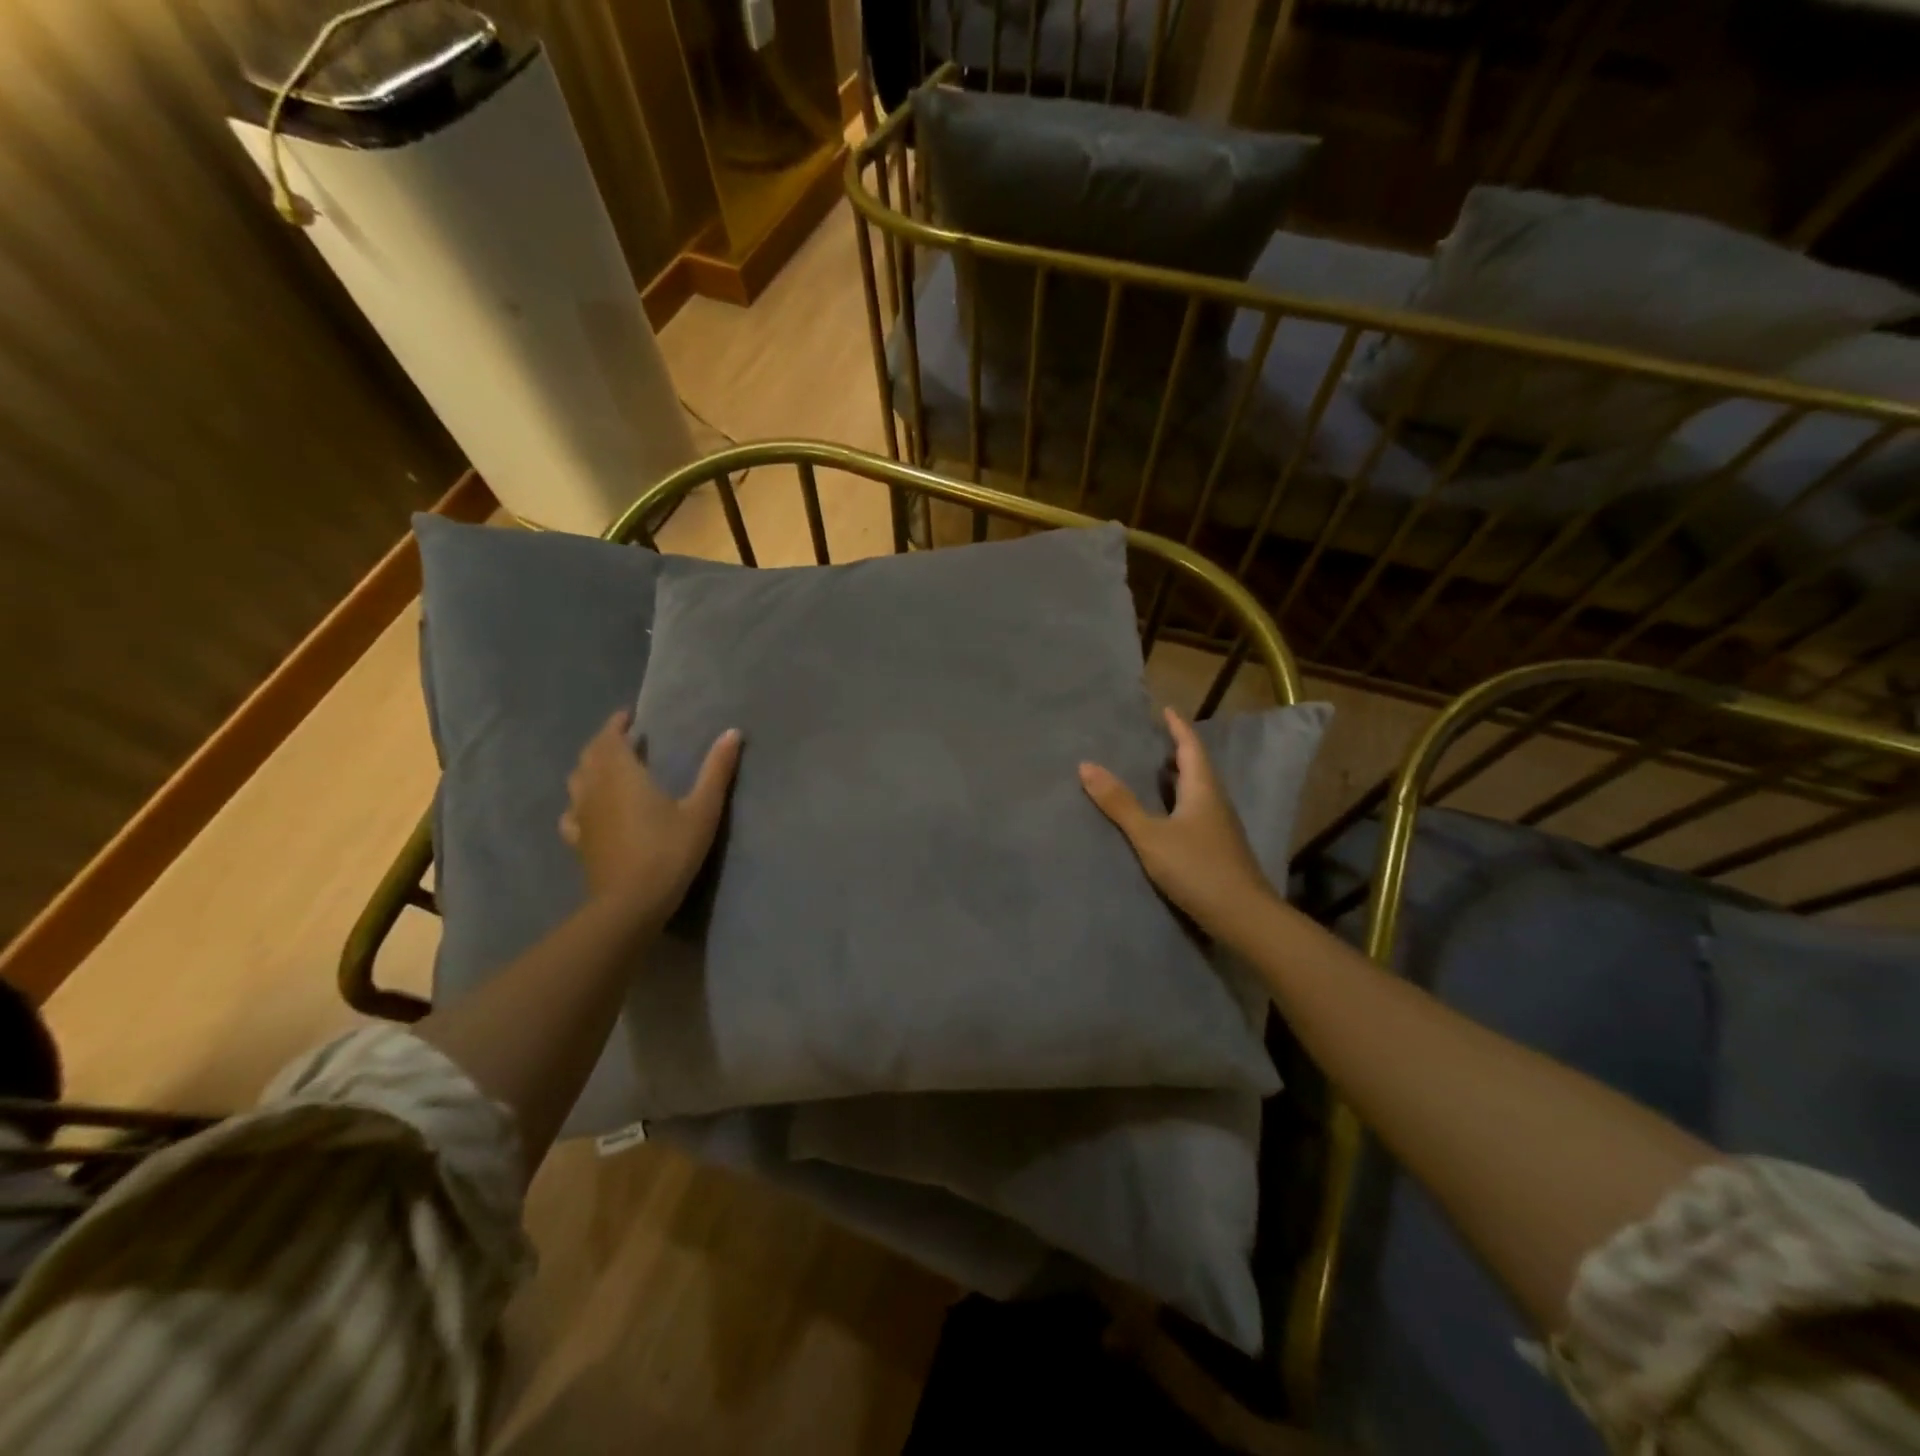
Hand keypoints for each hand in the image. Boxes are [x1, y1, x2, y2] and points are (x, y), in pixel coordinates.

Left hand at [559, 711, 740, 932]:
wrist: (630, 904)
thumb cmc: (668, 851)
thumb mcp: (702, 810)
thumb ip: (716, 771)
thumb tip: (733, 733)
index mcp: (622, 774)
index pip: (609, 738)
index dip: (617, 724)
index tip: (629, 716)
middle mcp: (594, 789)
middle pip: (589, 756)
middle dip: (604, 742)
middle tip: (624, 738)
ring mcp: (581, 816)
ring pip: (576, 781)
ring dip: (590, 767)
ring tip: (608, 768)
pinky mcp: (578, 842)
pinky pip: (572, 812)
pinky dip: (580, 801)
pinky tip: (590, 810)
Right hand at [1079, 706, 1274, 939]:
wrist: (1243, 916)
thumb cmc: (1197, 868)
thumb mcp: (1150, 835)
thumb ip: (1119, 803)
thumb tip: (1086, 765)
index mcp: (1202, 789)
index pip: (1190, 747)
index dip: (1177, 727)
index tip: (1165, 710)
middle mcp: (1215, 802)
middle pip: (1197, 768)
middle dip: (1177, 751)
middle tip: (1154, 739)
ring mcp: (1220, 827)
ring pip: (1198, 792)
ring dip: (1178, 778)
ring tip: (1155, 772)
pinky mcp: (1218, 849)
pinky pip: (1196, 812)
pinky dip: (1179, 803)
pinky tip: (1166, 816)